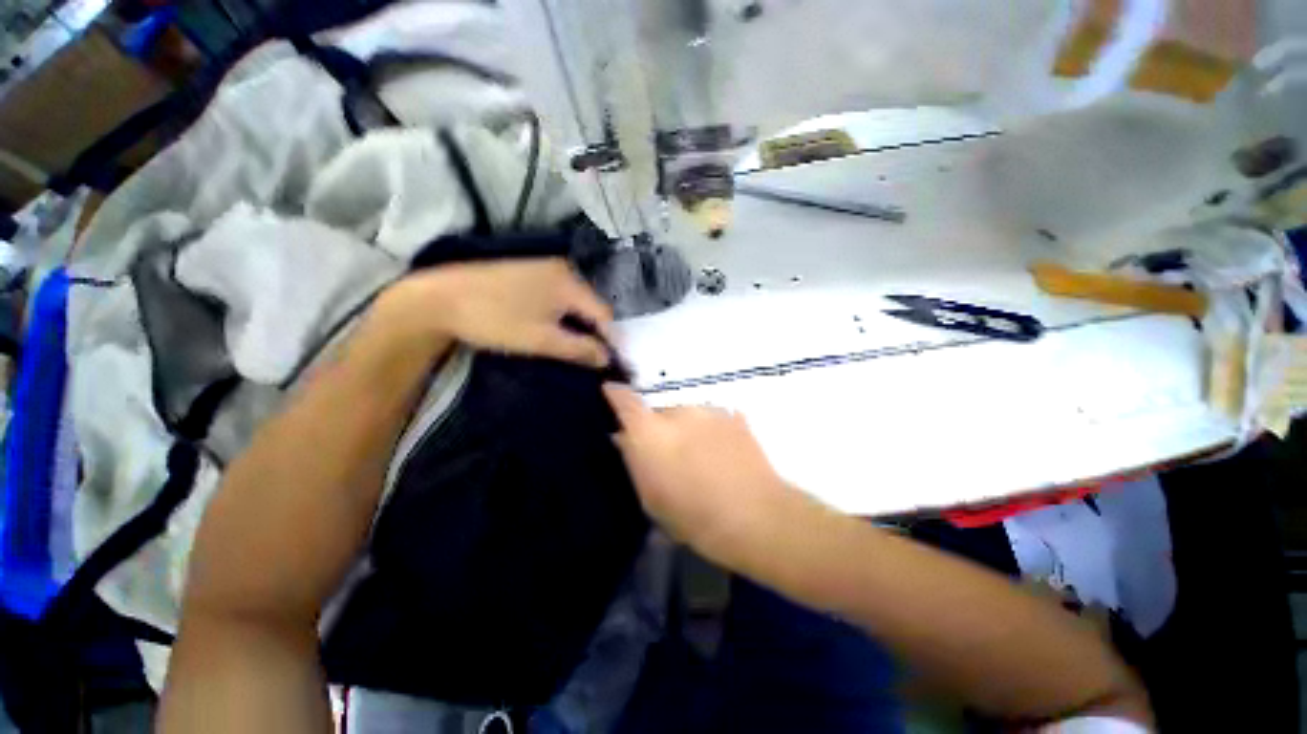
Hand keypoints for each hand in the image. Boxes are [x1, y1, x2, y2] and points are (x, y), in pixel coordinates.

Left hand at [379, 259, 613, 368]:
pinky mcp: (529, 270)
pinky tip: (554, 326)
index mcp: (569, 282)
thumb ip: (580, 349)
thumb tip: (607, 358)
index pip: (604, 313)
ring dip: (578, 322)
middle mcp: (563, 268)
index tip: (611, 361)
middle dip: (594, 331)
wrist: (439, 298)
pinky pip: (558, 294)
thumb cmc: (496, 320)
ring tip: (575, 345)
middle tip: (592, 356)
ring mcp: (545, 267)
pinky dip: (562, 312)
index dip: (610, 338)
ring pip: (574, 300)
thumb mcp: (542, 340)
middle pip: (590, 304)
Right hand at [603, 385, 798, 566]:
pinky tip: (720, 453)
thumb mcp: (651, 498)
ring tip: (700, 456)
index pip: (625, 400)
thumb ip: (634, 460)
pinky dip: (709, 430)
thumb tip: (623, 437)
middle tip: (669, 451)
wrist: (755, 516)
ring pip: (687, 413)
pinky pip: (711, 418)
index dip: (615, 394)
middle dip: (658, 425)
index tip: (610, 392)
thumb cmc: (694, 516)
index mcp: (651, 432)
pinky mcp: (733, 415)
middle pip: (659, 409)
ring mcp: (709, 410)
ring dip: (686, 427)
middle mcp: (678, 411)